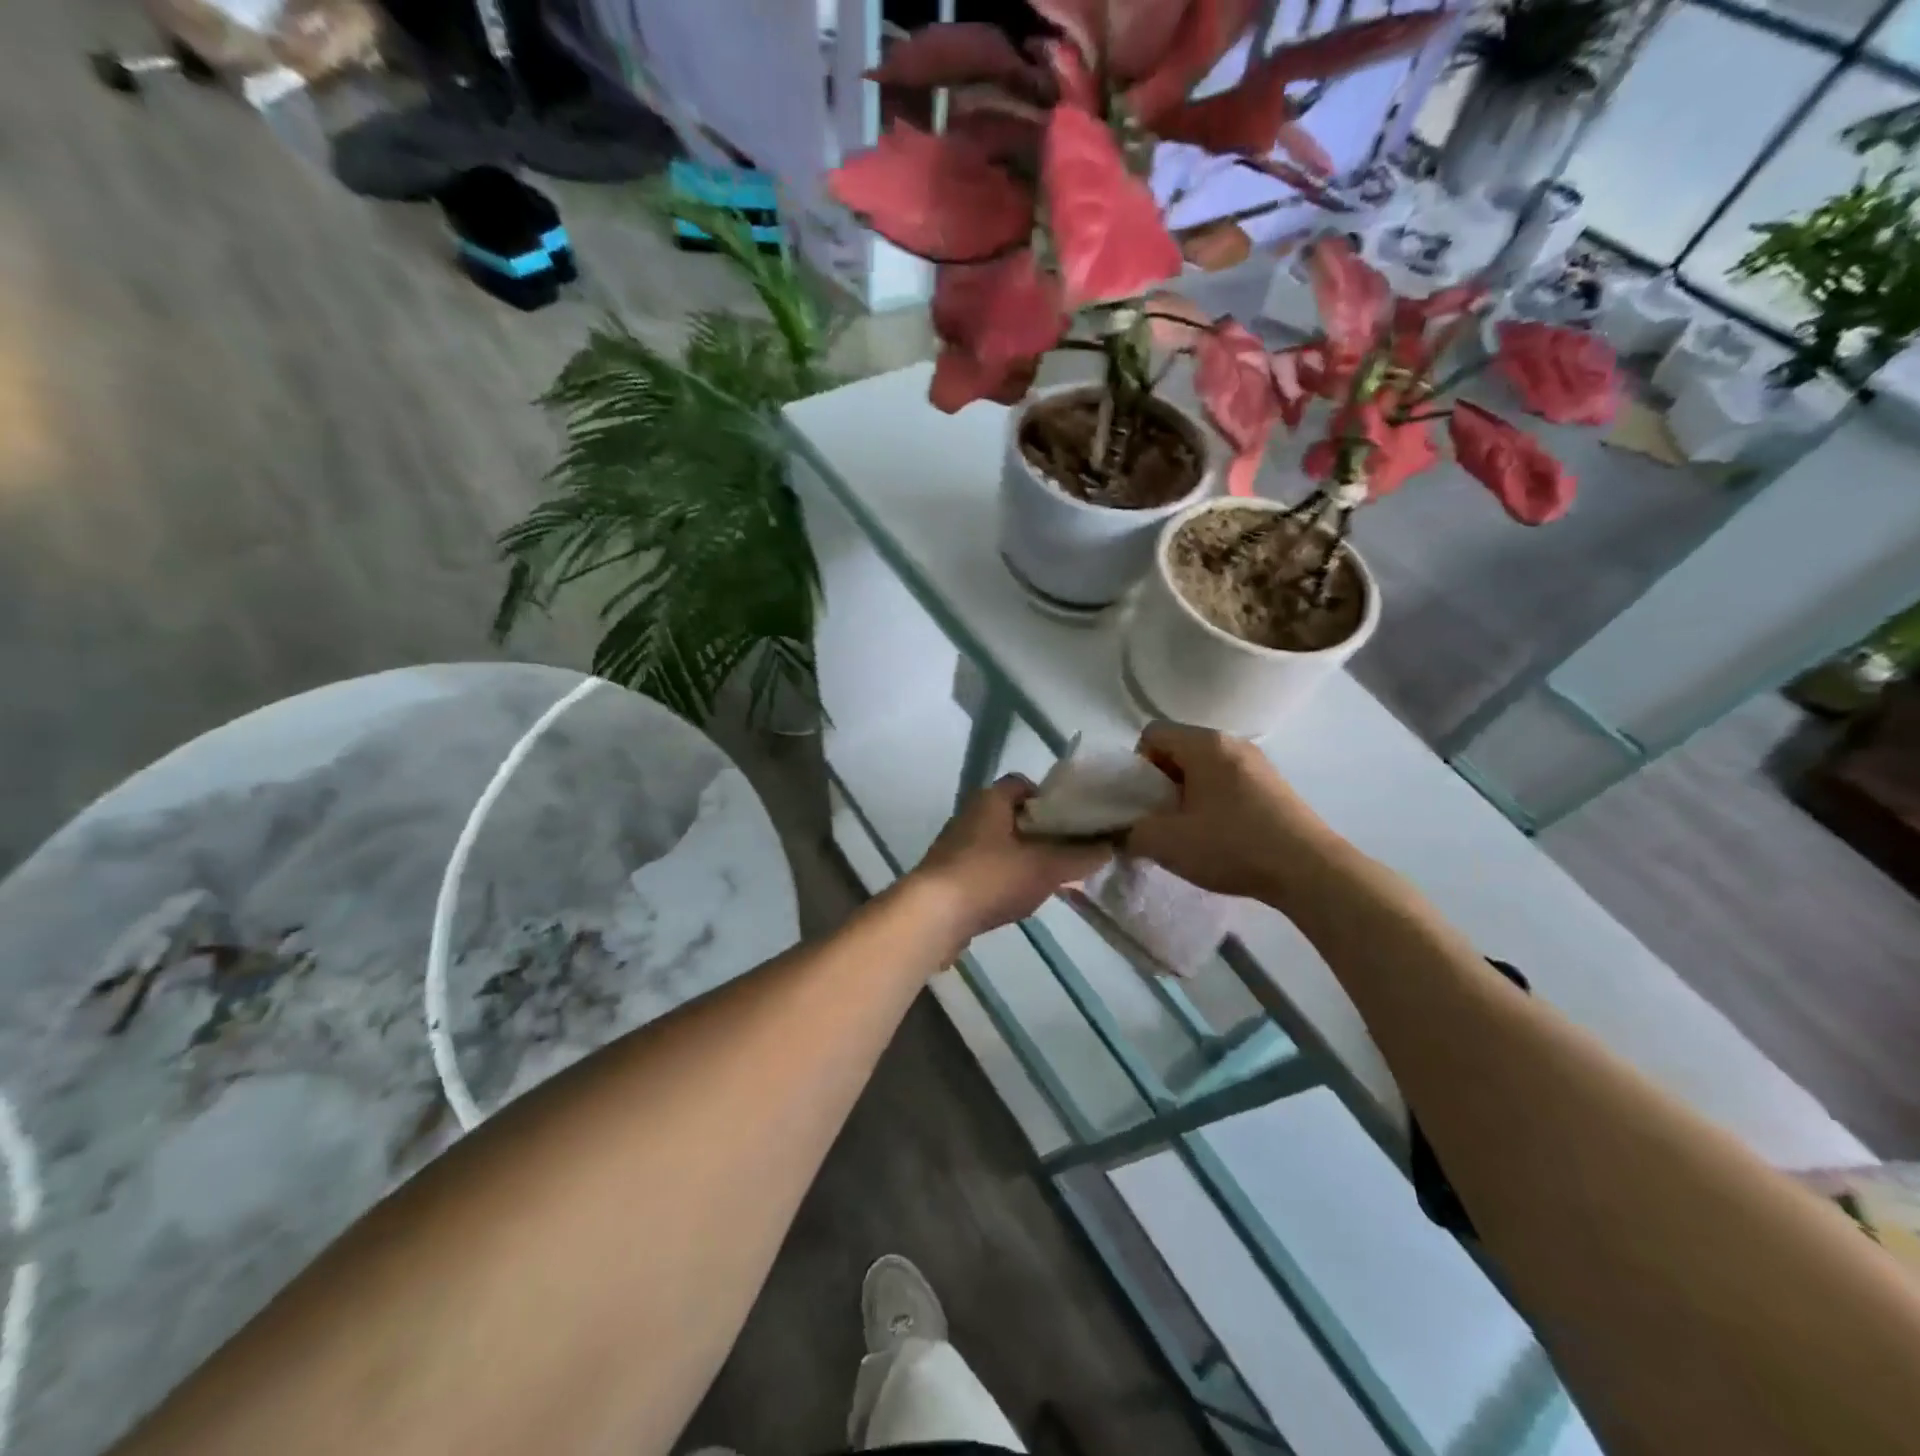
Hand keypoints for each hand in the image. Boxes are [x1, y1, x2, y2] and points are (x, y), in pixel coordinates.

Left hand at [911, 776, 1111, 945]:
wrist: (933, 916)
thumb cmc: (991, 877)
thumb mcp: (1046, 867)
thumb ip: (1080, 857)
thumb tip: (1110, 847)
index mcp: (990, 800)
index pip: (1022, 784)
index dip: (1049, 798)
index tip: (1072, 820)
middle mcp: (969, 815)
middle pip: (1012, 815)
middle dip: (1040, 832)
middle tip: (1067, 851)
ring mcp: (955, 846)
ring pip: (999, 843)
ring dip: (1022, 857)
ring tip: (1049, 878)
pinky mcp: (947, 875)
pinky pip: (984, 868)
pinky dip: (1003, 878)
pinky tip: (1018, 899)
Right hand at [1123, 722, 1334, 902]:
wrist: (1309, 871)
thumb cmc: (1232, 845)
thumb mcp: (1166, 843)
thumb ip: (1131, 833)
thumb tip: (1122, 832)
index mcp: (1204, 744)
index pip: (1152, 734)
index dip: (1137, 765)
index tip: (1143, 801)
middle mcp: (1232, 742)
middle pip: (1179, 750)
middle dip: (1162, 782)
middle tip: (1162, 819)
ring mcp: (1258, 763)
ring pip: (1205, 768)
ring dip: (1189, 794)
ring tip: (1191, 831)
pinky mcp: (1275, 786)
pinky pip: (1229, 782)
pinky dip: (1216, 802)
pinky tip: (1222, 836)